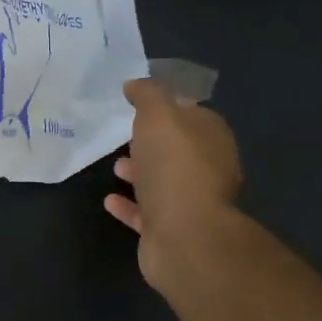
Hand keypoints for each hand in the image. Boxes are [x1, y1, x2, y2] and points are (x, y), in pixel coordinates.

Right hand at [104, 78, 243, 296]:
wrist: (185, 236)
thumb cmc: (174, 168)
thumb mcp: (159, 116)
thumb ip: (148, 95)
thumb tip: (136, 84)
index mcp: (212, 139)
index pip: (192, 114)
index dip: (167, 107)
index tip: (138, 104)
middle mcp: (208, 170)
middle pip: (178, 150)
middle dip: (153, 142)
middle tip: (124, 134)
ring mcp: (191, 203)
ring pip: (163, 182)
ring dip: (141, 173)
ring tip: (115, 166)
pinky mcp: (172, 231)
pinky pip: (147, 213)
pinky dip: (129, 205)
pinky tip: (109, 200)